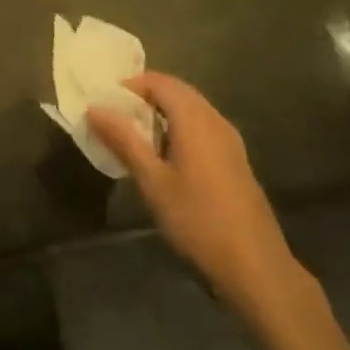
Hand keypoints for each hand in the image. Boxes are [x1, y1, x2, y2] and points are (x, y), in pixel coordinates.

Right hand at [87, 72, 303, 309]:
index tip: (105, 103)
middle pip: (177, 92)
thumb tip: (95, 107)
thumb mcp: (152, 181)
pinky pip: (203, 128)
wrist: (255, 267)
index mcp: (195, 119)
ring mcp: (230, 140)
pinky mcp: (236, 160)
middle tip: (116, 118)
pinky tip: (166, 158)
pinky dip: (179, 129)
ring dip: (162, 113)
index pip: (159, 82)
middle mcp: (215, 120)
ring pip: (191, 110)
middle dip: (145, 97)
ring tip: (135, 137)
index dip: (130, 86)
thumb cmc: (198, 220)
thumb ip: (124, 140)